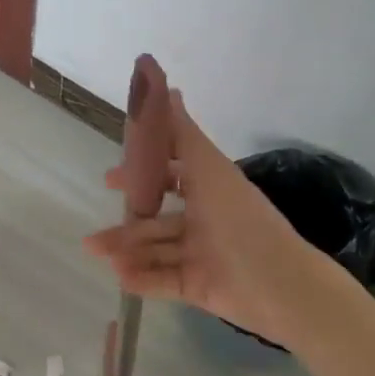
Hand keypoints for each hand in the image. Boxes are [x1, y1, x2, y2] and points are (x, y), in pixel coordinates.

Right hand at [82, 92, 324, 347]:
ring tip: (95, 250)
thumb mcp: (209, 170)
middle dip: (127, 223)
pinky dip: (142, 279)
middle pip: (158, 220)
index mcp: (211, 191)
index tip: (112, 177)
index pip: (172, 176)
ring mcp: (201, 256)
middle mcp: (204, 221)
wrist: (278, 284)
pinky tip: (119, 276)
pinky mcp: (199, 287)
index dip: (143, 175)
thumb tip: (167, 88)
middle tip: (95, 225)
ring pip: (155, 250)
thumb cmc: (240, 219)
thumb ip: (184, 134)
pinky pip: (163, 281)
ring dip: (127, 250)